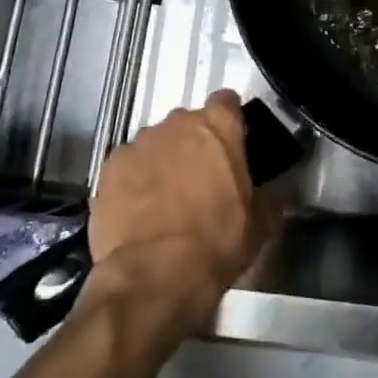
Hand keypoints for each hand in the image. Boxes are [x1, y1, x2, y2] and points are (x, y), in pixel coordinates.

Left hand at [84, 89, 275, 331]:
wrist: (153, 276)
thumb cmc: (216, 243)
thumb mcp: (260, 223)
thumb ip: (267, 194)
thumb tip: (269, 191)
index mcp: (218, 126)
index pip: (227, 101)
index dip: (231, 121)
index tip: (233, 144)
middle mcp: (177, 123)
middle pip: (189, 123)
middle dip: (195, 144)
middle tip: (202, 180)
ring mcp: (139, 143)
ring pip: (156, 144)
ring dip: (163, 162)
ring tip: (166, 201)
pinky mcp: (108, 168)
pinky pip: (128, 166)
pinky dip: (134, 182)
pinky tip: (138, 213)